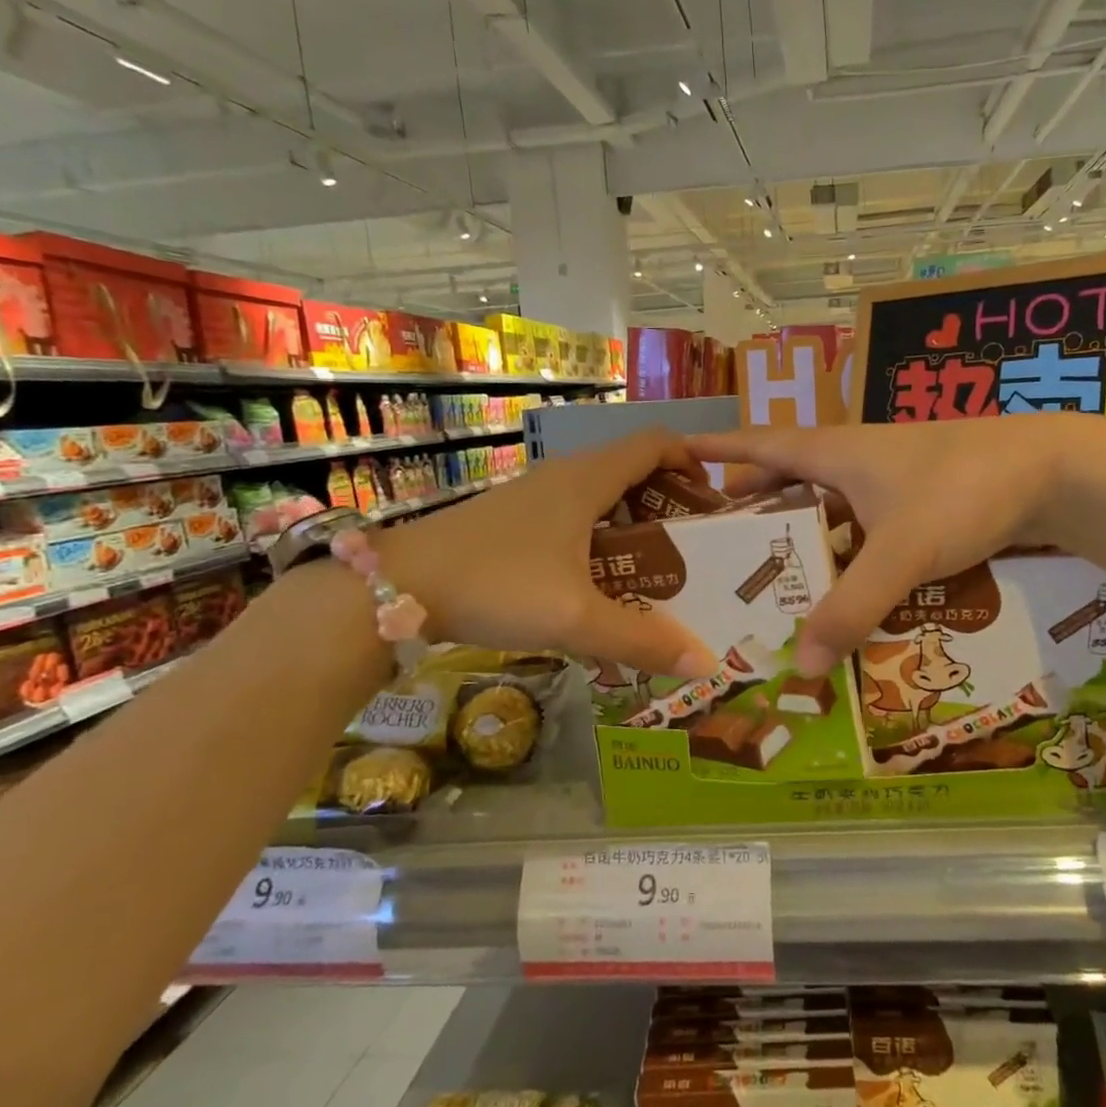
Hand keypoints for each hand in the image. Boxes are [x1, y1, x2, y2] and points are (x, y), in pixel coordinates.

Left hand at [379, 430, 717, 677]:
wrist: (394, 589)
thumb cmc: (494, 585)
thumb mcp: (575, 618)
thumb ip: (642, 640)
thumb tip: (707, 663)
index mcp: (587, 480)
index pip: (655, 443)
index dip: (691, 460)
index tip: (711, 502)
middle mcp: (564, 477)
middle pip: (633, 469)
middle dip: (669, 502)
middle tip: (692, 548)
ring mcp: (535, 496)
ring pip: (602, 495)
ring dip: (634, 523)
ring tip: (654, 570)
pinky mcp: (513, 520)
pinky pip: (575, 516)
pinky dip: (601, 537)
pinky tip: (597, 583)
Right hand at [690, 418, 1080, 673]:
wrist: (1052, 470)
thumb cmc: (962, 491)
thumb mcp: (901, 552)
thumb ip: (852, 608)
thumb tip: (801, 666)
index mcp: (833, 452)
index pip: (757, 444)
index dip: (715, 449)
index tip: (672, 455)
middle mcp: (854, 459)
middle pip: (786, 477)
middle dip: (750, 505)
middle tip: (717, 545)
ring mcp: (888, 478)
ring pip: (826, 504)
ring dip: (799, 532)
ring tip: (772, 575)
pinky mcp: (918, 499)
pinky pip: (862, 524)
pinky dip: (844, 548)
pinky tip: (844, 582)